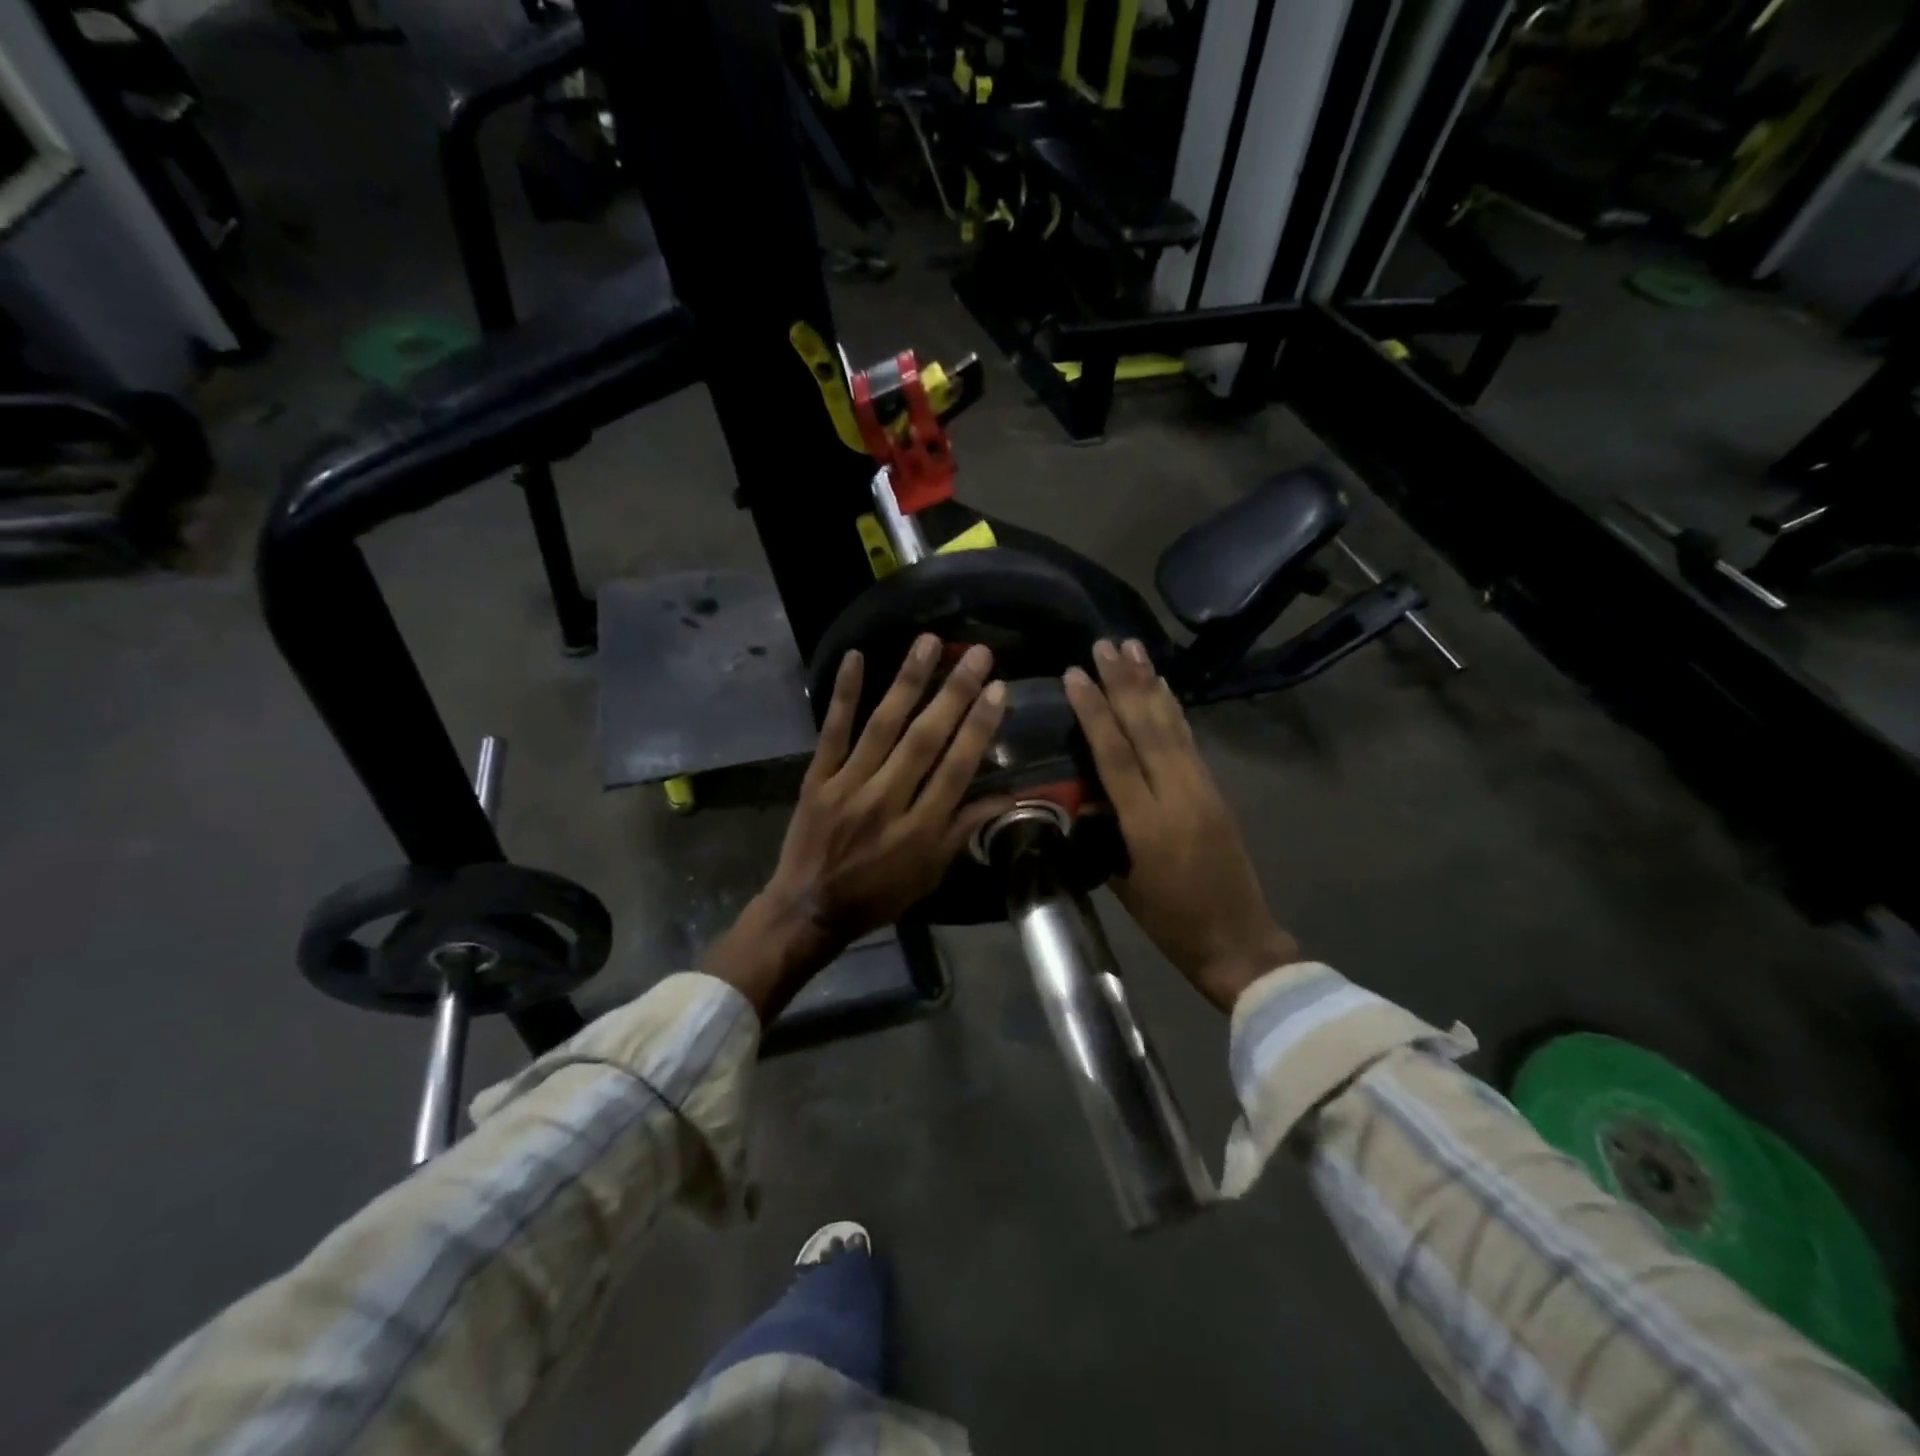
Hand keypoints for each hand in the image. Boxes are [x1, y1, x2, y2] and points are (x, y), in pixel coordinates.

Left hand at [702, 635, 1012, 1018]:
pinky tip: (855, 657)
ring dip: (907, 681)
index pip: (956, 769)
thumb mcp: (930, 873)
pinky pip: (832, 731)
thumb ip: (964, 830)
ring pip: (882, 726)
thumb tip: (1008, 797)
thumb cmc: (878, 895)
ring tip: (929, 642)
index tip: (998, 690)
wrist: (808, 908)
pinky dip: (843, 694)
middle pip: (924, 740)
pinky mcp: (817, 778)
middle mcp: (887, 800)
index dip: (978, 728)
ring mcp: (848, 785)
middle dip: (954, 694)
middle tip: (977, 654)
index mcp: (920, 829)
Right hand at [1063, 639, 1300, 1011]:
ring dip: (1150, 684)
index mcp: (1147, 823)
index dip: (1094, 711)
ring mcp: (1202, 789)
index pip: (1115, 753)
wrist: (1237, 940)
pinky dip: (1173, 710)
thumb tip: (1085, 793)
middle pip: (1146, 727)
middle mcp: (1177, 794)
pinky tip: (1163, 689)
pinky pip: (1189, 740)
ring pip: (1172, 726)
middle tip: (1105, 643)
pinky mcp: (1216, 791)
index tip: (1075, 674)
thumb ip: (1103, 832)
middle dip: (1123, 682)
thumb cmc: (1170, 922)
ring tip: (1133, 648)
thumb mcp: (1123, 882)